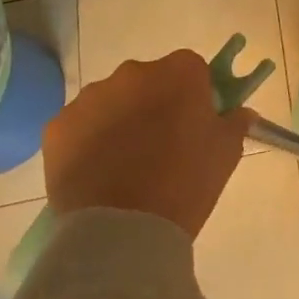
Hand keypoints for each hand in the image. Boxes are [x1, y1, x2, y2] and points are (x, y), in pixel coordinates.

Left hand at [42, 50, 253, 238]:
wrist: (122, 230)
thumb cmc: (186, 183)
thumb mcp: (226, 152)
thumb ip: (235, 122)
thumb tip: (240, 112)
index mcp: (179, 72)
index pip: (192, 69)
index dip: (194, 94)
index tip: (195, 122)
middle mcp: (133, 73)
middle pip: (149, 81)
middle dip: (155, 103)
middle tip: (162, 144)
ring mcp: (91, 97)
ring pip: (113, 101)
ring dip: (121, 120)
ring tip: (126, 164)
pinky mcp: (58, 126)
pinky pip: (81, 125)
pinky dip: (89, 141)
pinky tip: (98, 172)